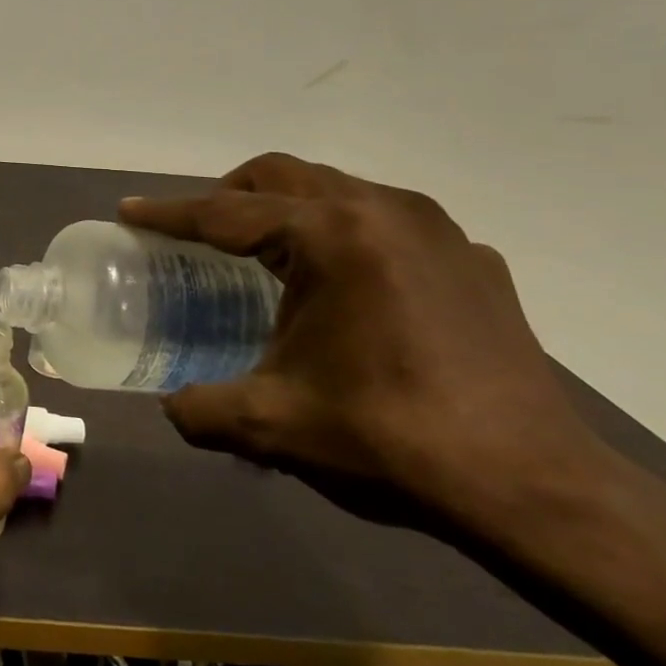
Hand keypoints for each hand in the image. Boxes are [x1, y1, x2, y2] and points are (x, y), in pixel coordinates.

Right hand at [121, 153, 606, 529]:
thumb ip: (200, 410)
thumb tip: (172, 407)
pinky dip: (344, 235)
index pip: (226, 213)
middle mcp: (383, 211)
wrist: (536, 489)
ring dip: (287, 209)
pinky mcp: (473, 259)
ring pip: (335, 189)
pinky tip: (345, 289)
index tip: (129, 211)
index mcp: (331, 237)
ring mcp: (437, 230)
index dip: (169, 214)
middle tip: (198, 233)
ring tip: (266, 256)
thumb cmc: (390, 440)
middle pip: (281, 176)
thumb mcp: (272, 425)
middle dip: (228, 195)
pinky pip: (387, 221)